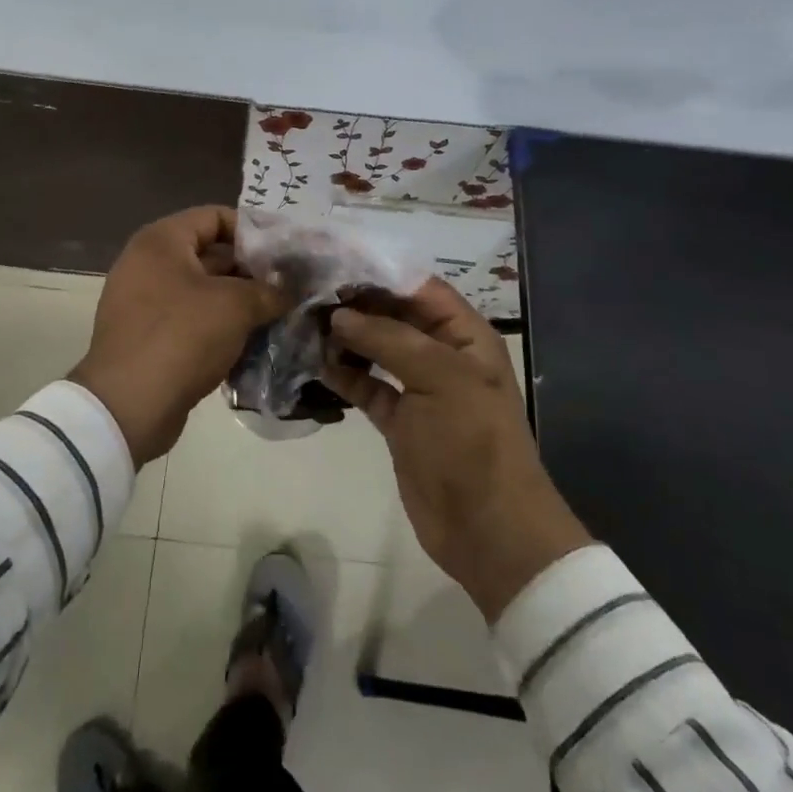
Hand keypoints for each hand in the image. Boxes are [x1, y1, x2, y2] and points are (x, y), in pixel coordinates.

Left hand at [73, 207, 288, 466]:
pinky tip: (252, 342)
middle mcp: (147, 263)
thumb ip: (268, 291)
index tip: (285, 250)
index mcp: (161, 241)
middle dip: (250, 270)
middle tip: (289, 286)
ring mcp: (143, 301)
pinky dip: (218, 327)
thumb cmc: (182, 337)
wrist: (128, 406)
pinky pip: (190, 320)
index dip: (253, 229)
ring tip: (278, 314)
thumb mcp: (235, 306)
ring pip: (202, 291)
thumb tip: (289, 291)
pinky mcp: (147, 336)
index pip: (214, 216)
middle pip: (209, 253)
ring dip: (238, 302)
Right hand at [325, 279, 591, 622]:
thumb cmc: (472, 441)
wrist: (488, 529)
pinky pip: (367, 385)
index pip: (418, 288)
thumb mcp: (440, 378)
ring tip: (304, 323)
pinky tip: (314, 362)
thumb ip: (389, 339)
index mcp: (464, 335)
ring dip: (345, 337)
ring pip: (376, 348)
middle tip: (307, 292)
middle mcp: (441, 354)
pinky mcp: (398, 420)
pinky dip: (344, 373)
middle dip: (355, 304)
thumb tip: (339, 316)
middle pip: (393, 315)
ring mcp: (418, 388)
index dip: (379, 273)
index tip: (333, 262)